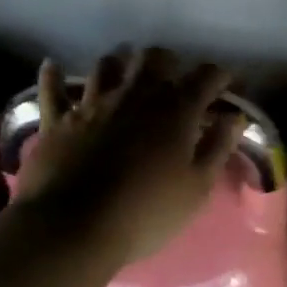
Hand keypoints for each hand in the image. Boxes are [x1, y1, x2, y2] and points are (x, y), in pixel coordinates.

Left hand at [14, 47, 245, 266]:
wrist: (73, 228)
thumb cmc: (146, 212)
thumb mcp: (197, 187)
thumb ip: (218, 147)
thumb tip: (234, 116)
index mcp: (175, 109)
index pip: (206, 76)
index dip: (222, 76)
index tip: (230, 85)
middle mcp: (135, 95)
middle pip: (155, 58)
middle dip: (169, 62)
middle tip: (175, 79)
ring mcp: (93, 104)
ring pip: (108, 65)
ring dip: (121, 63)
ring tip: (126, 72)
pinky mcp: (57, 120)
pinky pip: (53, 89)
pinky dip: (54, 75)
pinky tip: (54, 66)